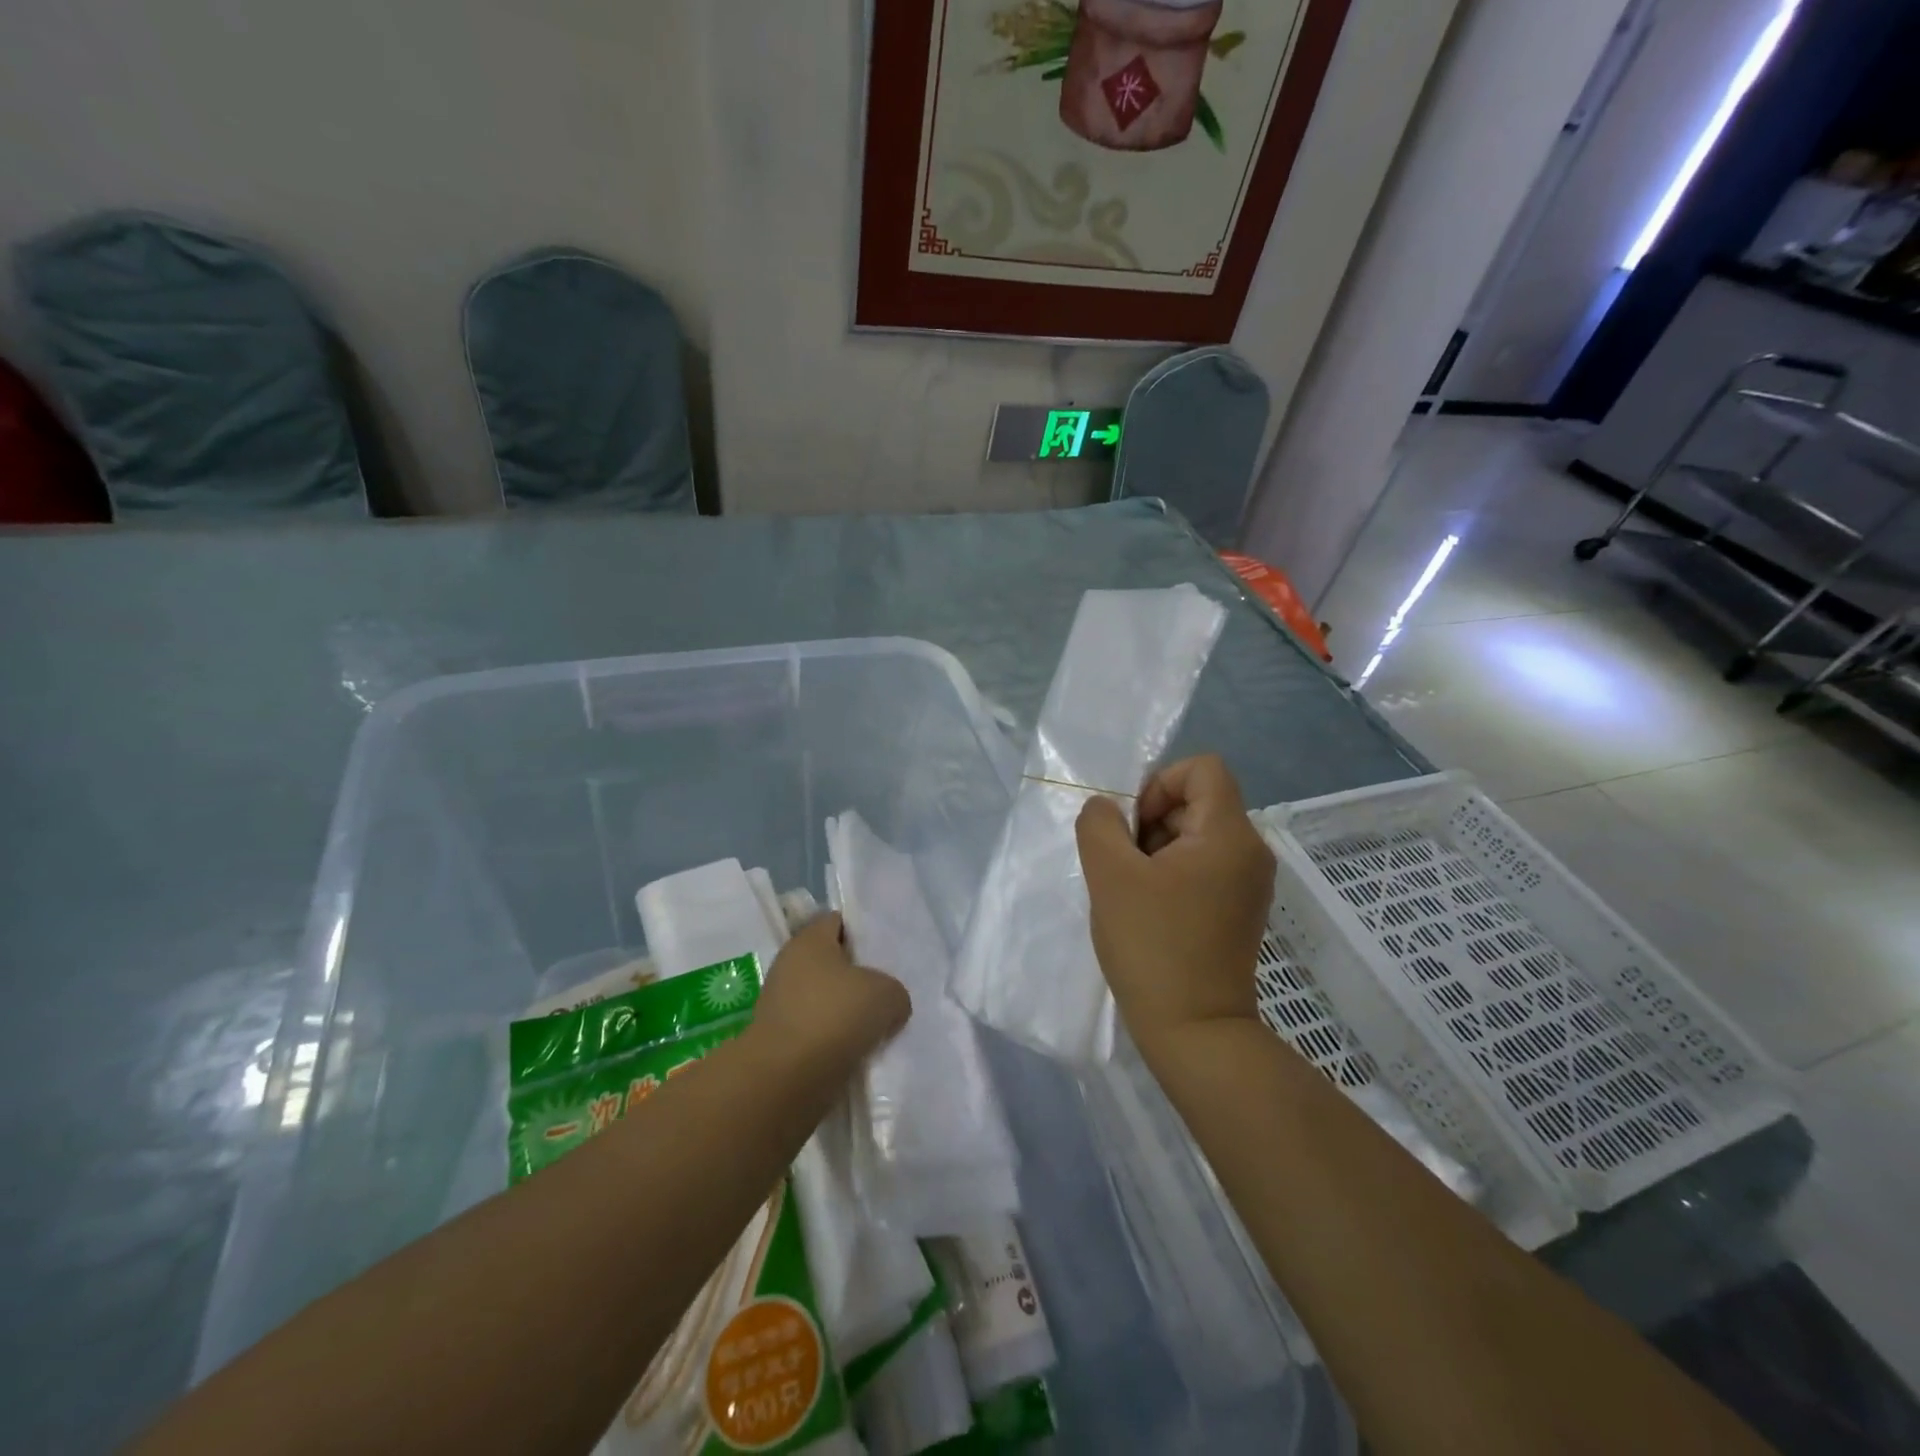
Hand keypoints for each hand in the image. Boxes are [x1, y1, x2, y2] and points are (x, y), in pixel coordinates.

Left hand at [749, 913, 910, 1076]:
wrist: (784, 1080)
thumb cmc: (834, 1016)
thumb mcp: (887, 994)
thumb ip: (895, 992)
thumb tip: (889, 1006)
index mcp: (809, 940)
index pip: (837, 922)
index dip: (862, 932)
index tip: (885, 952)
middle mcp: (789, 966)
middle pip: (831, 964)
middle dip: (858, 978)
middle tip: (888, 991)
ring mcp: (780, 1006)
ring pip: (825, 1001)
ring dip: (847, 1014)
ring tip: (878, 1028)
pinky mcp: (779, 1042)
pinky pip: (817, 1033)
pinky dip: (835, 1042)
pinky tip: (859, 1053)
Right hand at [1075, 755, 1274, 1063]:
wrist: (1195, 1031)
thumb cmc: (1152, 946)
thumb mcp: (1110, 876)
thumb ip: (1100, 825)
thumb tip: (1108, 809)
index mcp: (1229, 835)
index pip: (1203, 768)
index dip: (1161, 782)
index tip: (1135, 826)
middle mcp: (1250, 851)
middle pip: (1197, 801)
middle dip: (1152, 821)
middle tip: (1124, 864)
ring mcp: (1249, 883)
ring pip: (1196, 835)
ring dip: (1156, 849)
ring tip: (1132, 891)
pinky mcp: (1240, 909)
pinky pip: (1203, 866)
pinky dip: (1171, 873)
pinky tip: (1149, 908)